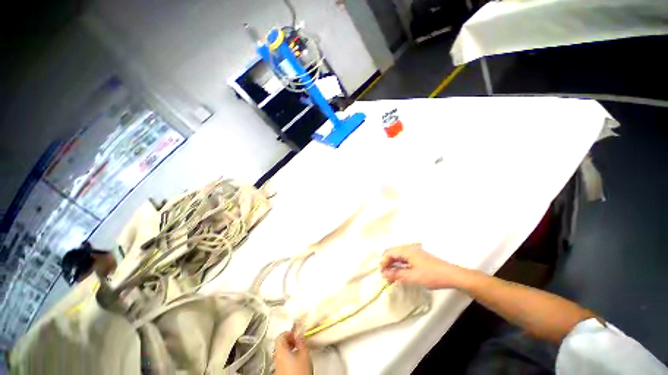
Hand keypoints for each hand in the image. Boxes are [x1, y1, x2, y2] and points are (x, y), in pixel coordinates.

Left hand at [274, 331, 311, 374]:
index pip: (280, 336)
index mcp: (280, 351)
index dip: (288, 333)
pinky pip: (281, 361)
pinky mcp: (279, 373)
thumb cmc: (300, 372)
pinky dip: (288, 357)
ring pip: (281, 353)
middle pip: (279, 344)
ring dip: (289, 349)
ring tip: (298, 351)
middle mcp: (276, 358)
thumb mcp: (304, 353)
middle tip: (297, 341)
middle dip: (289, 341)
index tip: (296, 334)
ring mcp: (276, 367)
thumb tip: (299, 334)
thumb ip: (301, 341)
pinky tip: (296, 361)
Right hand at [380, 243, 463, 289]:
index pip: (389, 252)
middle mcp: (409, 248)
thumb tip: (383, 274)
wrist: (452, 275)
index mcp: (406, 250)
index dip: (383, 262)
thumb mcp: (412, 276)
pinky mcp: (419, 258)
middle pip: (393, 253)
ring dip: (394, 266)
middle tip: (386, 277)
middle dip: (388, 264)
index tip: (383, 274)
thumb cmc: (431, 275)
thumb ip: (396, 274)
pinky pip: (405, 260)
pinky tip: (401, 275)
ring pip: (399, 257)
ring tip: (392, 278)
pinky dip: (401, 266)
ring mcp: (414, 253)